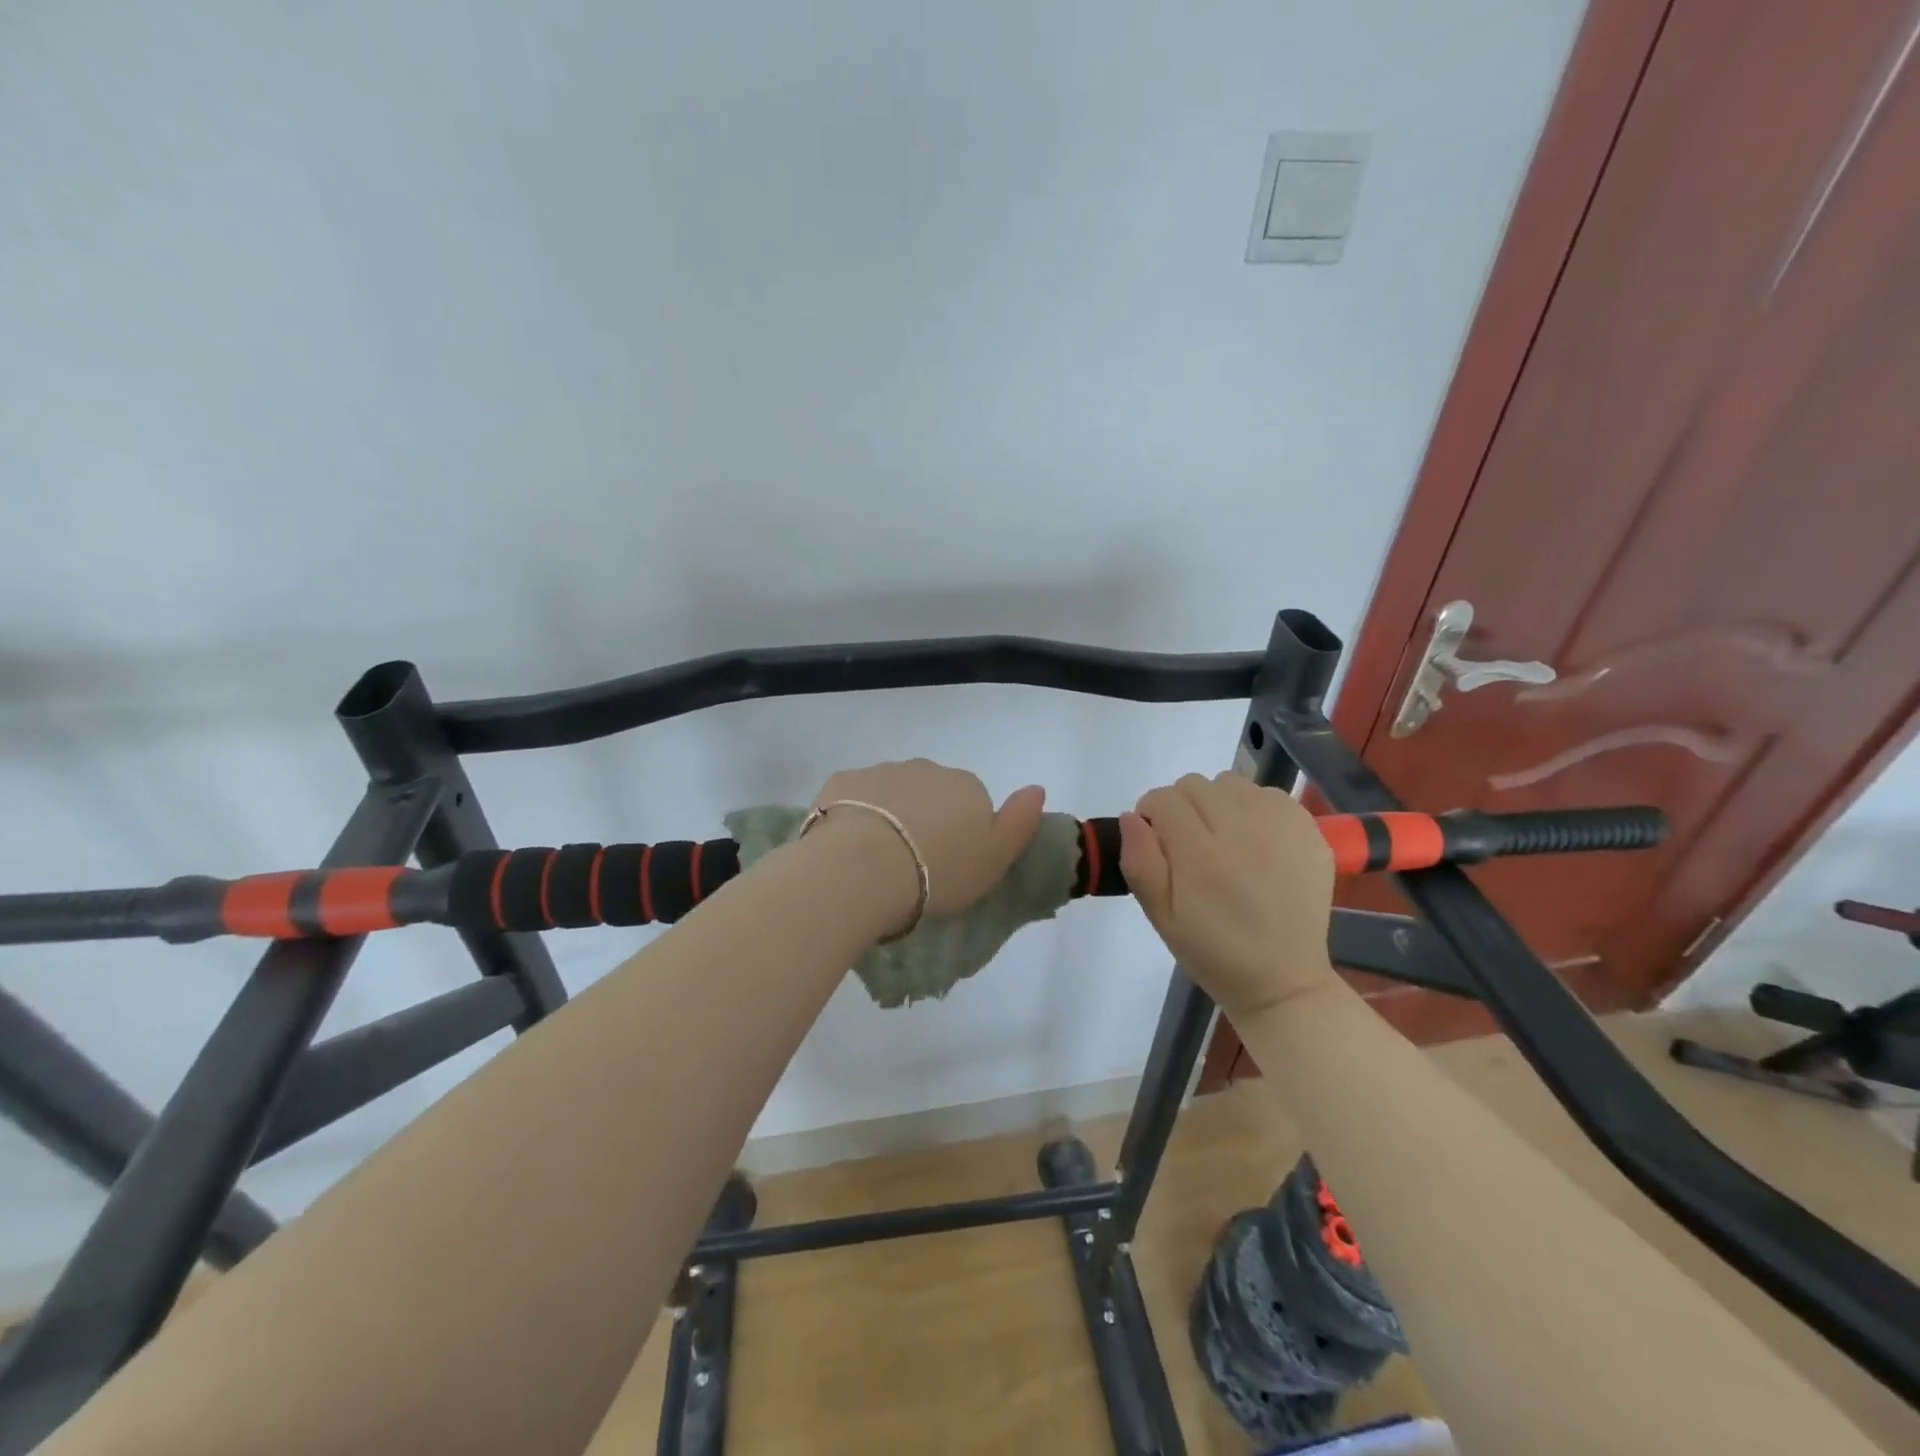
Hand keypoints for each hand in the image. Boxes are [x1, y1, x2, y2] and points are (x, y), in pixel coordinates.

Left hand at [809, 760, 1045, 928]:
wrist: (864, 867)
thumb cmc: (939, 871)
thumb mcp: (995, 859)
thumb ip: (1020, 822)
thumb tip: (1037, 788)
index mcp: (965, 786)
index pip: (972, 801)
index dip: (963, 832)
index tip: (950, 863)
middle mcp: (925, 769)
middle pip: (930, 792)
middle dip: (924, 818)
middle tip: (914, 864)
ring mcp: (881, 771)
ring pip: (890, 792)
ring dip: (888, 815)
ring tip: (878, 860)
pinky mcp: (842, 782)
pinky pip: (853, 796)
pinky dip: (852, 813)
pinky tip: (847, 845)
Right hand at [1118, 771, 1337, 1017]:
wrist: (1284, 980)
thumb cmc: (1213, 952)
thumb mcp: (1160, 916)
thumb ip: (1139, 861)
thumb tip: (1132, 817)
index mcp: (1202, 856)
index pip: (1163, 799)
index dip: (1151, 815)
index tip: (1157, 839)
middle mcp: (1244, 830)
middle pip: (1195, 785)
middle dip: (1182, 806)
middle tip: (1189, 844)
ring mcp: (1281, 827)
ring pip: (1231, 783)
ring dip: (1218, 803)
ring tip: (1224, 840)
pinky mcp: (1309, 829)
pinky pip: (1268, 794)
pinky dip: (1253, 809)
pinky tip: (1255, 842)